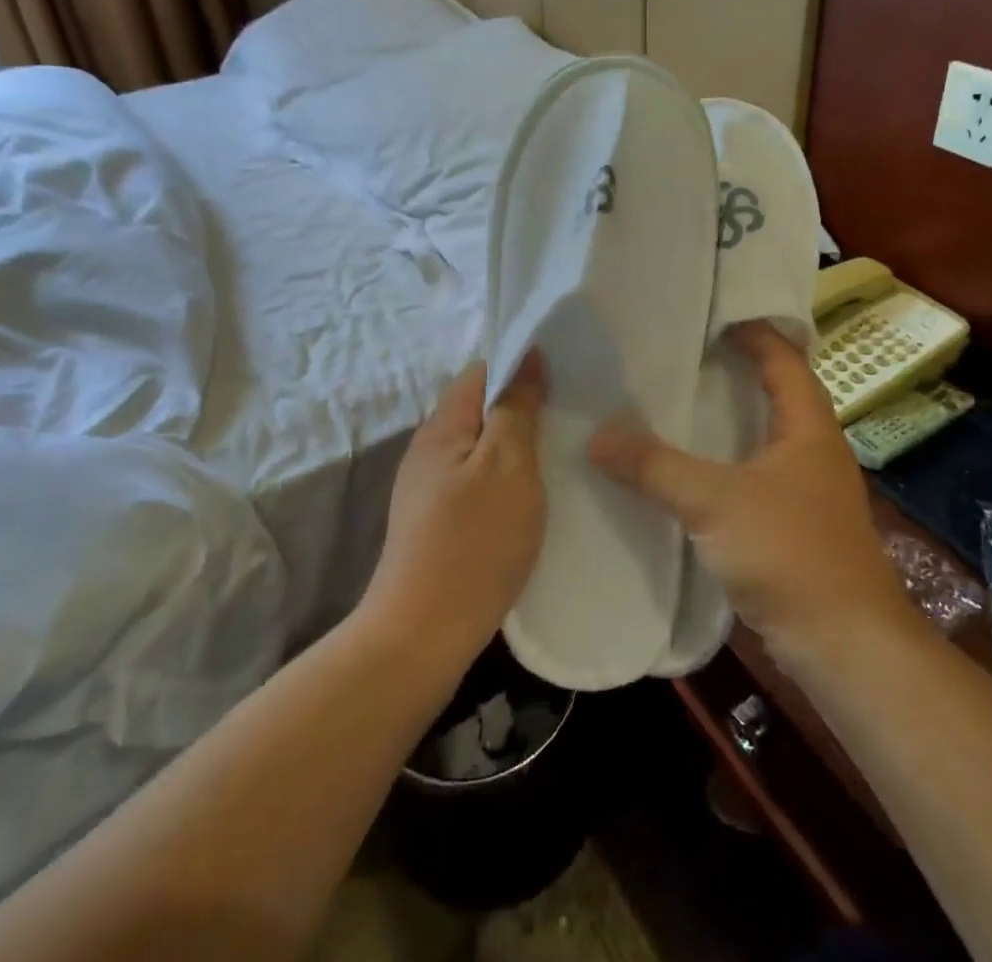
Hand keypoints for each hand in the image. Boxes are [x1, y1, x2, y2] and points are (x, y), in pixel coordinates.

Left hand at [364, 355, 546, 660]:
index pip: (482, 371)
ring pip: (479, 446)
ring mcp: (427, 487)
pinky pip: (475, 479)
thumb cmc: (473, 542)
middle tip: (569, 416)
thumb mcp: (508, 465)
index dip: (521, 365)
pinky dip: (504, 477)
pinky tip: (529, 495)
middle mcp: (429, 448)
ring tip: (558, 452)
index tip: (563, 376)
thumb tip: (527, 357)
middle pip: (479, 408)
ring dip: (515, 444)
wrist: (422, 635)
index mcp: (443, 425)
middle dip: (522, 406)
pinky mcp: (434, 521)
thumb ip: (516, 408)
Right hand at [589, 324, 904, 660]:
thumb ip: (655, 467)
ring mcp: (807, 490)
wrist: (845, 647)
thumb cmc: (791, 554)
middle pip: (775, 391)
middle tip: (679, 352)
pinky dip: (724, 462)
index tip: (708, 314)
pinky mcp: (795, 526)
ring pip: (762, 436)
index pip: (784, 357)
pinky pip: (754, 475)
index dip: (752, 330)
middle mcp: (813, 449)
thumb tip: (597, 435)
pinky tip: (688, 470)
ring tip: (675, 402)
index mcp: (808, 426)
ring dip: (727, 418)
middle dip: (732, 369)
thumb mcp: (715, 502)